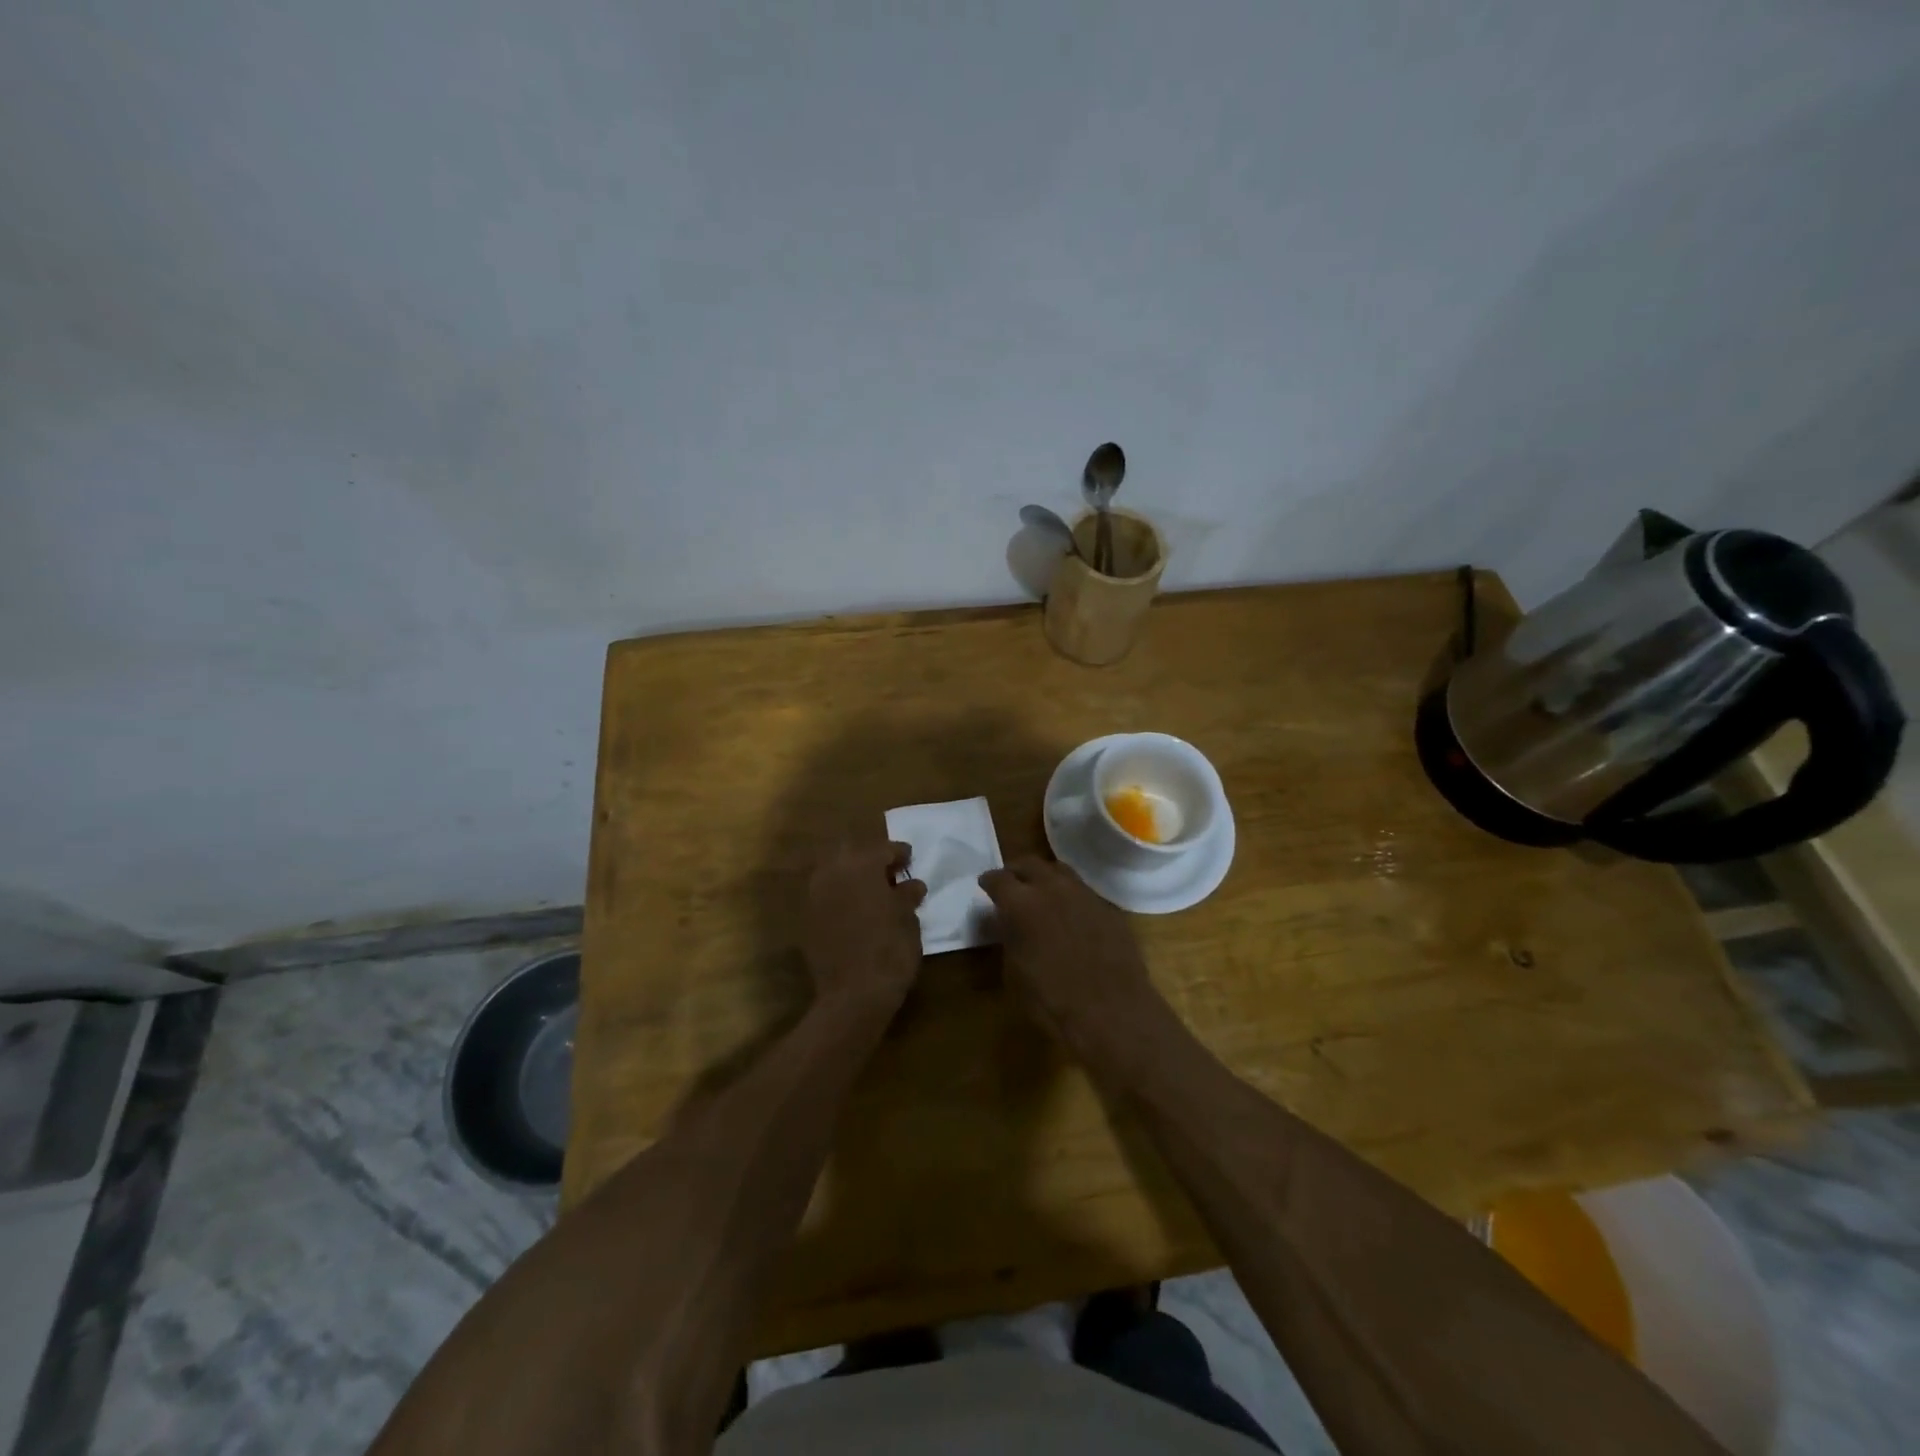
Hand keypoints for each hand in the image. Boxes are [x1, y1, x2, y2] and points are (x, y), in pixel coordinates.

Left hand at [801, 839, 926, 1013]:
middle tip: (890, 874)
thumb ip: (907, 896)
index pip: (882, 849)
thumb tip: (911, 885)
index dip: (898, 853)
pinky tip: (857, 910)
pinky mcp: (806, 919)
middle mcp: (832, 872)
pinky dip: (841, 896)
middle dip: (871, 860)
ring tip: (874, 892)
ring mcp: (814, 895)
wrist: (853, 995)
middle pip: (853, 854)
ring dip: (853, 877)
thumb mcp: (908, 919)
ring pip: (835, 873)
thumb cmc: (890, 950)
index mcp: (861, 865)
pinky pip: (826, 895)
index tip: (909, 858)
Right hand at [978, 856, 1171, 1072]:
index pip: (999, 879)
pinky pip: (1083, 892)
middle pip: (1030, 864)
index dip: (990, 881)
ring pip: (1060, 872)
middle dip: (1017, 871)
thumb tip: (1007, 921)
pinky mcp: (1109, 908)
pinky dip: (1070, 896)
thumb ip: (1009, 937)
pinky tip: (1070, 915)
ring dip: (1046, 878)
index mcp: (1022, 903)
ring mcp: (1085, 895)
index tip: (985, 885)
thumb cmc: (1052, 1000)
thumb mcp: (1014, 972)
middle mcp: (1053, 888)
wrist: (1112, 1012)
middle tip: (1011, 883)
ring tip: (1041, 892)